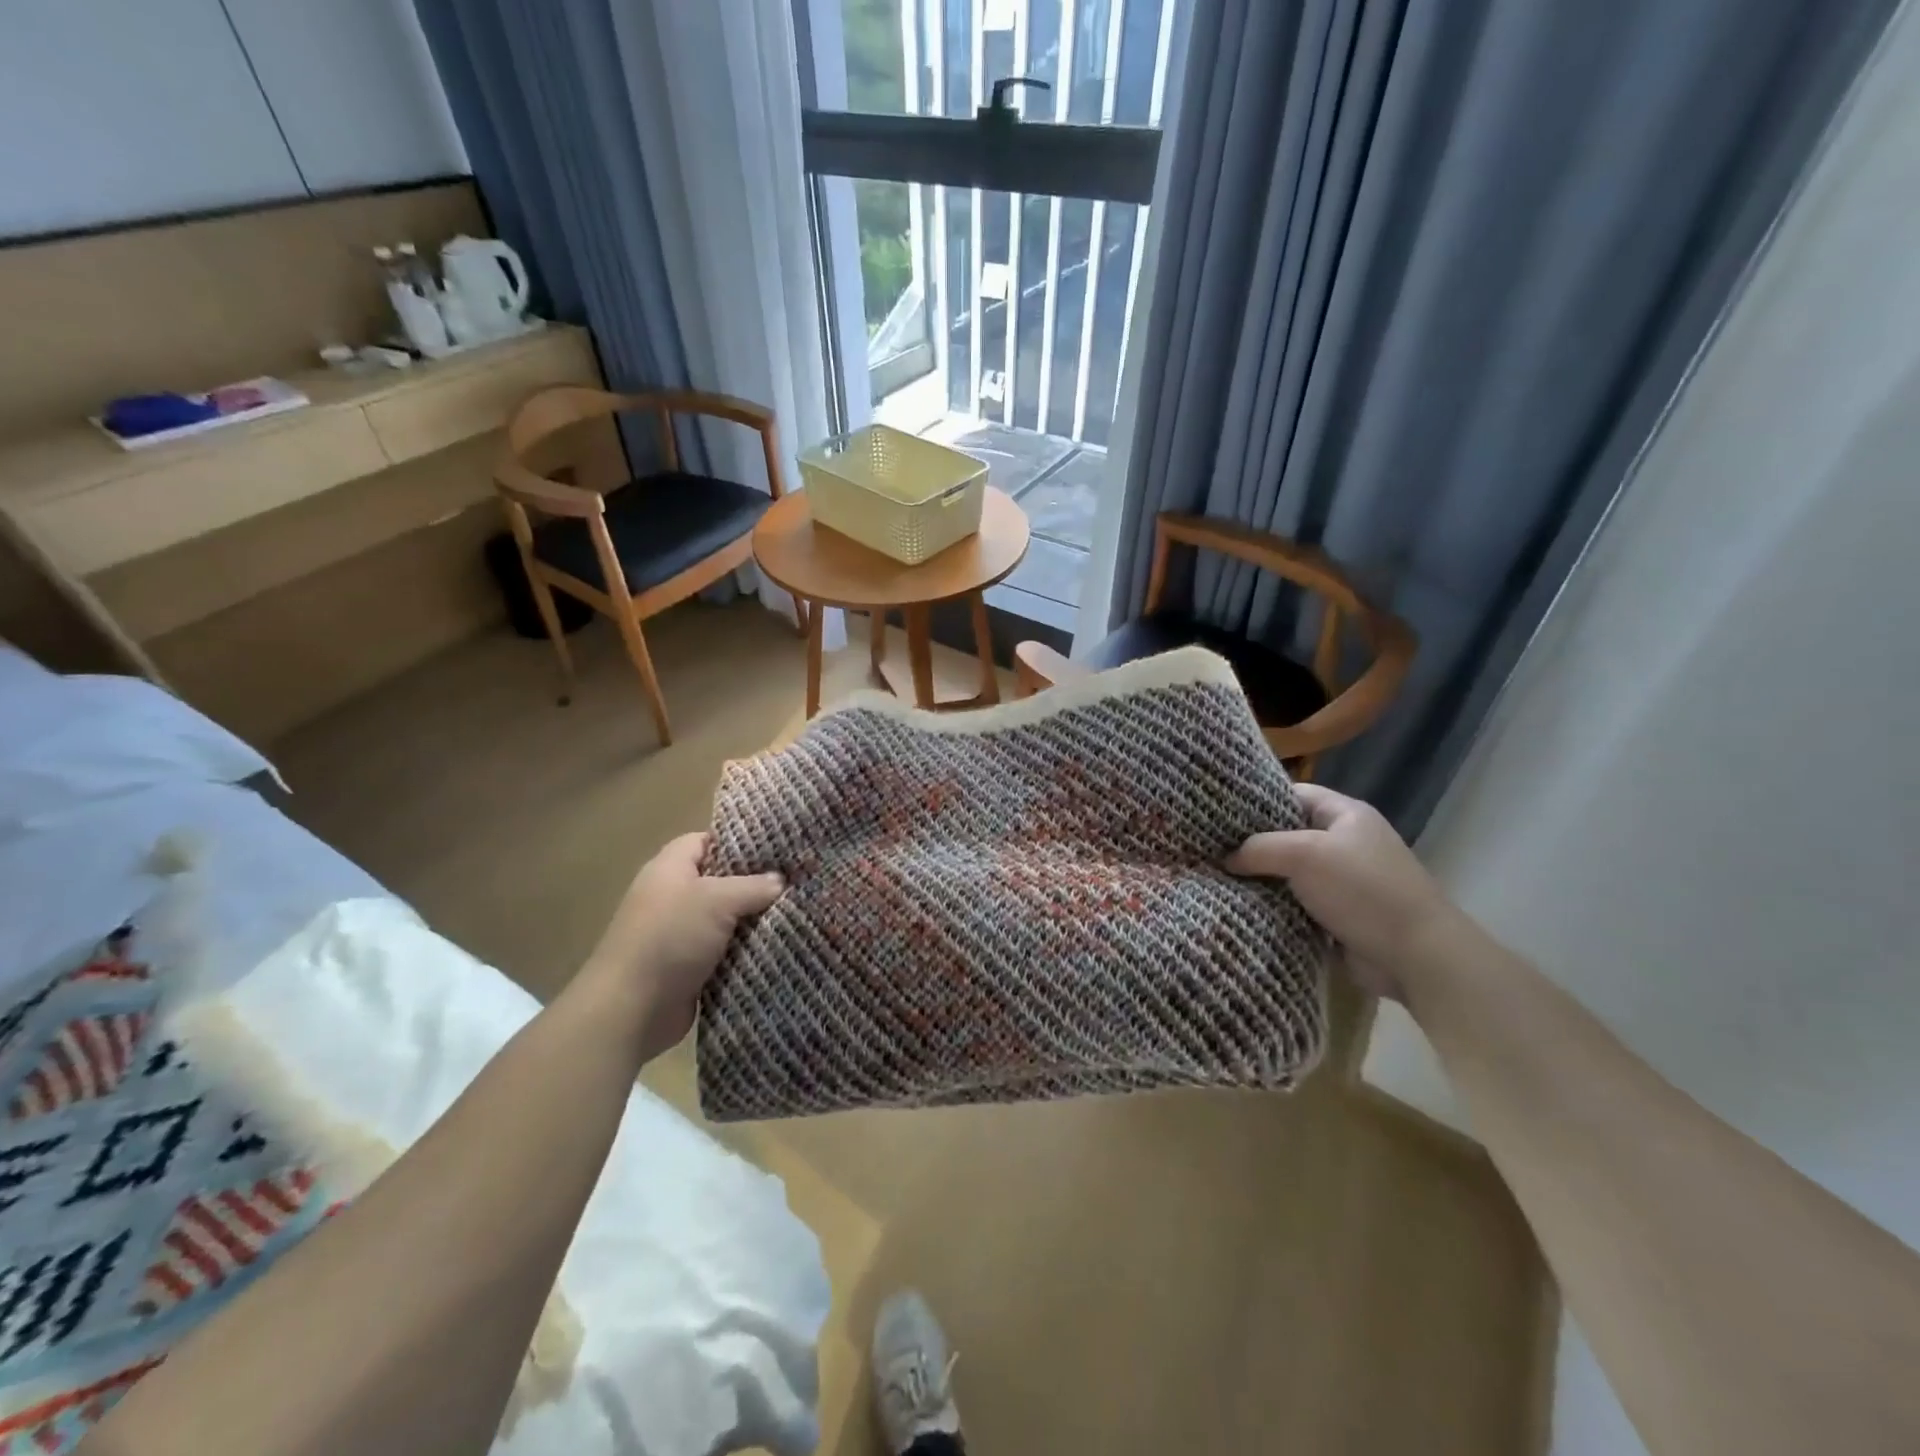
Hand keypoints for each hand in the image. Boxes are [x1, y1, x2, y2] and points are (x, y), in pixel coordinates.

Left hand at [575, 832, 783, 1061]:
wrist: (631, 1010)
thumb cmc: (670, 938)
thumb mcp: (717, 900)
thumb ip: (753, 886)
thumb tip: (780, 881)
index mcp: (670, 867)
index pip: (707, 840)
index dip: (739, 841)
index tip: (777, 846)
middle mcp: (672, 895)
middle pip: (720, 879)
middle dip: (755, 882)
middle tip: (795, 880)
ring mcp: (679, 932)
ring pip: (726, 916)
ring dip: (753, 919)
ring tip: (795, 910)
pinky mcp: (688, 965)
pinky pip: (724, 948)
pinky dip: (745, 948)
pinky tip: (777, 944)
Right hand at [1226, 784, 1457, 1001]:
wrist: (1417, 957)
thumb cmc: (1363, 890)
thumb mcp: (1304, 855)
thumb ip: (1259, 848)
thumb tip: (1226, 858)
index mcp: (1346, 814)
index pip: (1293, 794)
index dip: (1257, 800)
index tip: (1219, 812)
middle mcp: (1345, 842)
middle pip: (1288, 834)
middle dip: (1252, 842)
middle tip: (1209, 846)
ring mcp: (1343, 881)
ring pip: (1289, 871)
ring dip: (1260, 878)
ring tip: (1215, 876)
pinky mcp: (1339, 915)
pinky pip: (1296, 902)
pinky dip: (1273, 904)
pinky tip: (1241, 905)